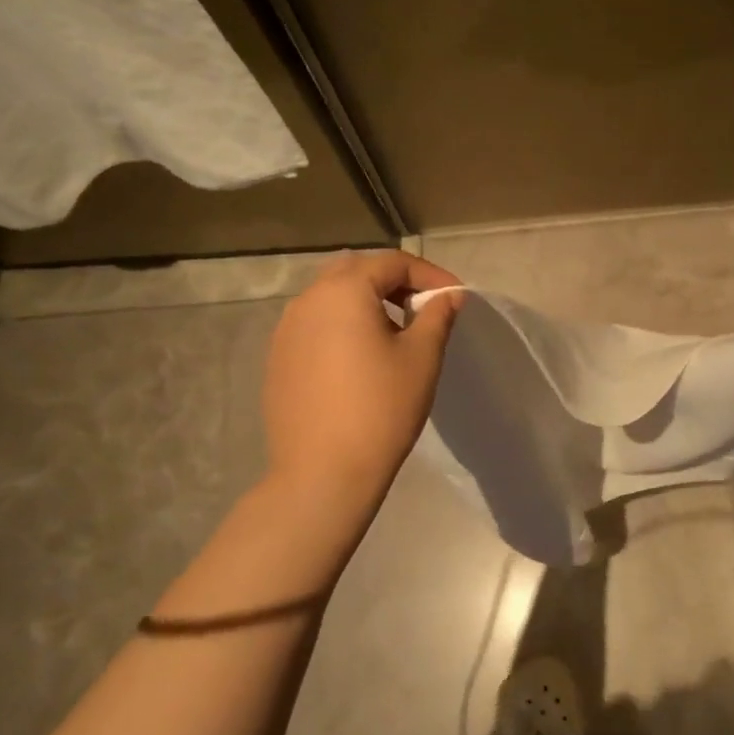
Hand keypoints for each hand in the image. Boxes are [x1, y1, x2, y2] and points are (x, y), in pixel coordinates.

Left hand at [262, 250, 462, 509]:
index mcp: (344, 291)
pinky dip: (342, 326)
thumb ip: (437, 316)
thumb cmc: (382, 408)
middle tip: (422, 309)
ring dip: (366, 303)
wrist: (323, 472)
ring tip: (394, 334)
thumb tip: (450, 295)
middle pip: (356, 271)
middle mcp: (307, 300)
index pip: (392, 262)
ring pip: (331, 298)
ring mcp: (286, 330)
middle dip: (393, 282)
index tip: (455, 297)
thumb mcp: (422, 358)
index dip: (429, 274)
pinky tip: (360, 360)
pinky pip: (315, 325)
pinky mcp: (278, 358)